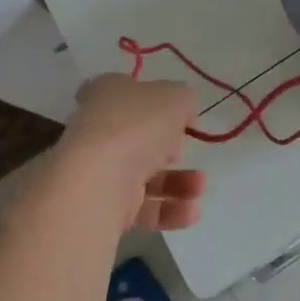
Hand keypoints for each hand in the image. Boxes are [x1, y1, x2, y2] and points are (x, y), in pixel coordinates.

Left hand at [56, 74, 207, 231]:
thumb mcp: (175, 97)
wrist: (99, 180)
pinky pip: (143, 207)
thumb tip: (183, 115)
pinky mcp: (105, 206)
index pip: (125, 90)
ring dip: (179, 182)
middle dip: (169, 147)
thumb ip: (184, 101)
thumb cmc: (137, 125)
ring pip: (145, 174)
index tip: (176, 114)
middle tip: (182, 149)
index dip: (152, 100)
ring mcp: (100, 169)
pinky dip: (169, 210)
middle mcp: (99, 129)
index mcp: (106, 93)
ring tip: (200, 186)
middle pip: (139, 136)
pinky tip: (192, 210)